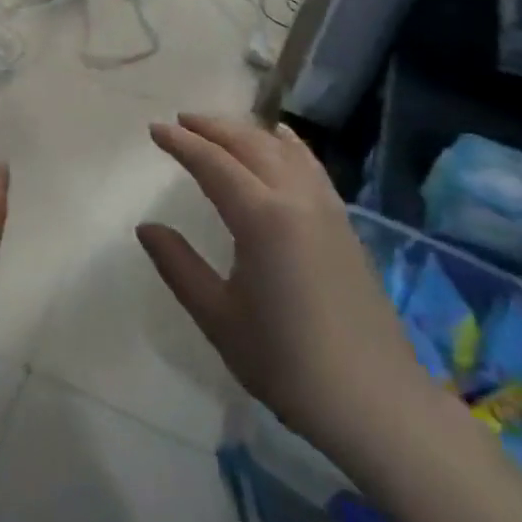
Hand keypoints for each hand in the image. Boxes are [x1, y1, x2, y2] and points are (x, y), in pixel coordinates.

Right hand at [140, 115, 426, 467]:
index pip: (213, 164)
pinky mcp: (344, 224)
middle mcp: (296, 199)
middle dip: (213, 127)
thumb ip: (178, 265)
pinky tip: (282, 141)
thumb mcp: (218, 317)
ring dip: (248, 131)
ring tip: (221, 128)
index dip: (182, 143)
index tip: (155, 129)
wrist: (374, 401)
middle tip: (181, 120)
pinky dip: (288, 145)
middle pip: (250, 144)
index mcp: (261, 218)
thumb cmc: (287, 362)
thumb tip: (147, 228)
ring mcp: (327, 208)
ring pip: (283, 149)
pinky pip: (311, 166)